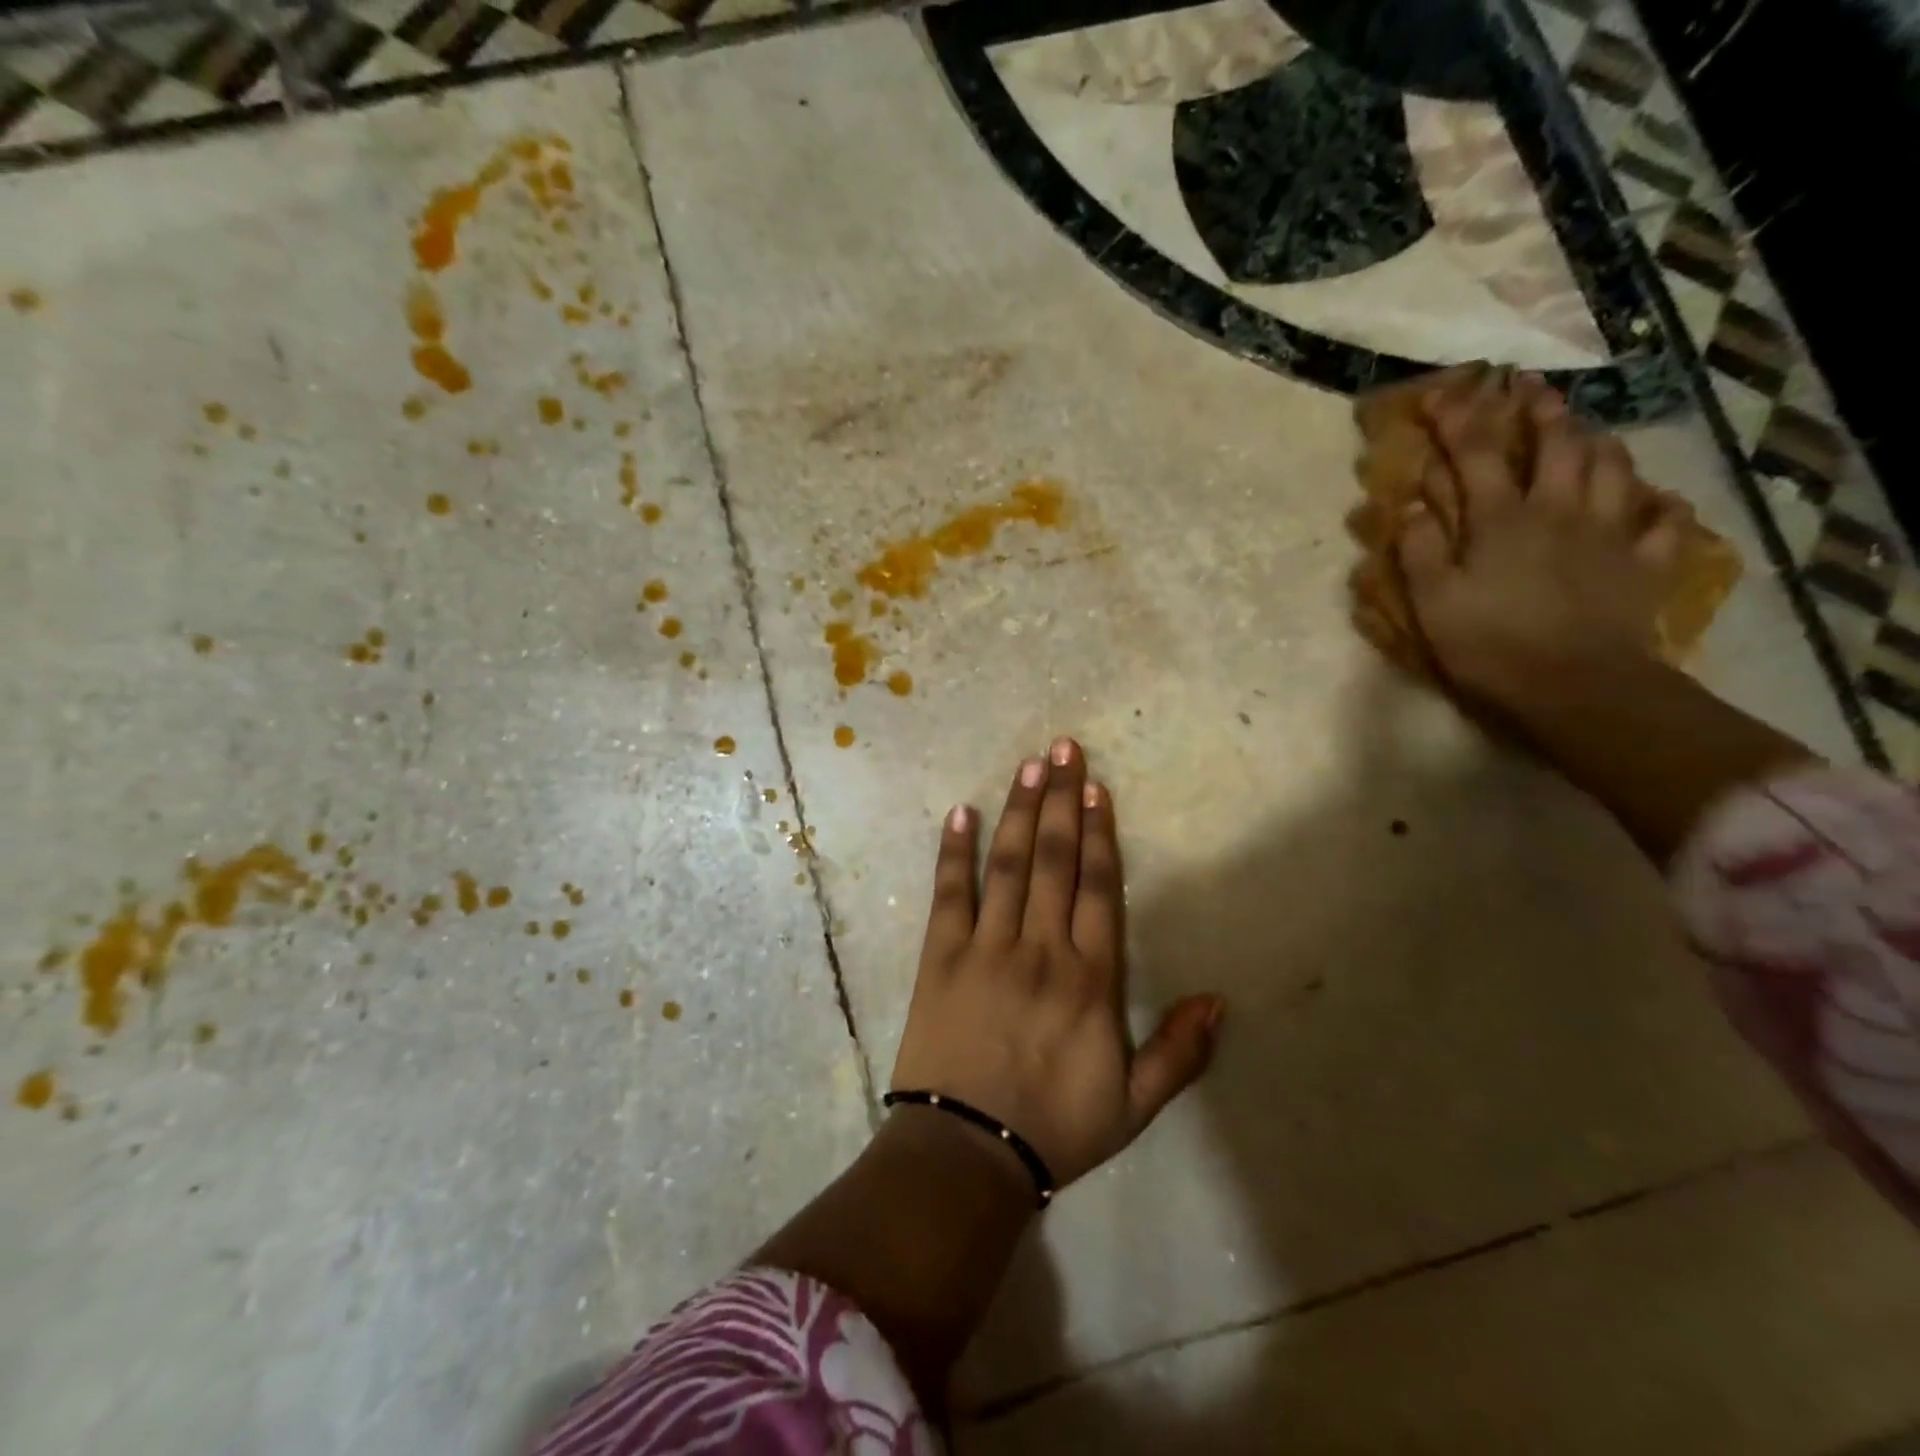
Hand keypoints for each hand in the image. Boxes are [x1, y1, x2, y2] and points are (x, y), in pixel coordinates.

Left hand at [889, 737, 1224, 1188]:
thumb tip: (1219, 1000)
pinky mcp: (939, 956)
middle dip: (1061, 800)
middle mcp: (1040, 948)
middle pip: (1054, 860)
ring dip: (1020, 812)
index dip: (1099, 834)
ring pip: (1008, 865)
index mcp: (1089, 979)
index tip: (1097, 790)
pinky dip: (954, 852)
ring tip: (1028, 766)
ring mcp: (986, 947)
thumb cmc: (1054, 1126)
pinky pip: (949, 894)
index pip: (1098, 888)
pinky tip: (961, 813)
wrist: (968, 1152)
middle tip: (1064, 749)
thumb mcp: (1134, 1105)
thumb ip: (1180, 1053)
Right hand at [1399, 370, 1690, 708]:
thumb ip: (1420, 549)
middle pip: (1557, 444)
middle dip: (1540, 410)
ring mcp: (1610, 533)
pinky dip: (1658, 504)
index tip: (1441, 392)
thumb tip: (1413, 505)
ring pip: (1613, 467)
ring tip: (1587, 431)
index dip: (1457, 418)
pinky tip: (1653, 500)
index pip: (1475, 453)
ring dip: (1597, 441)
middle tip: (1531, 388)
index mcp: (1502, 519)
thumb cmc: (1490, 644)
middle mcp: (1559, 510)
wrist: (1575, 687)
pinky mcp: (1645, 563)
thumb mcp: (1433, 602)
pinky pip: (1663, 520)